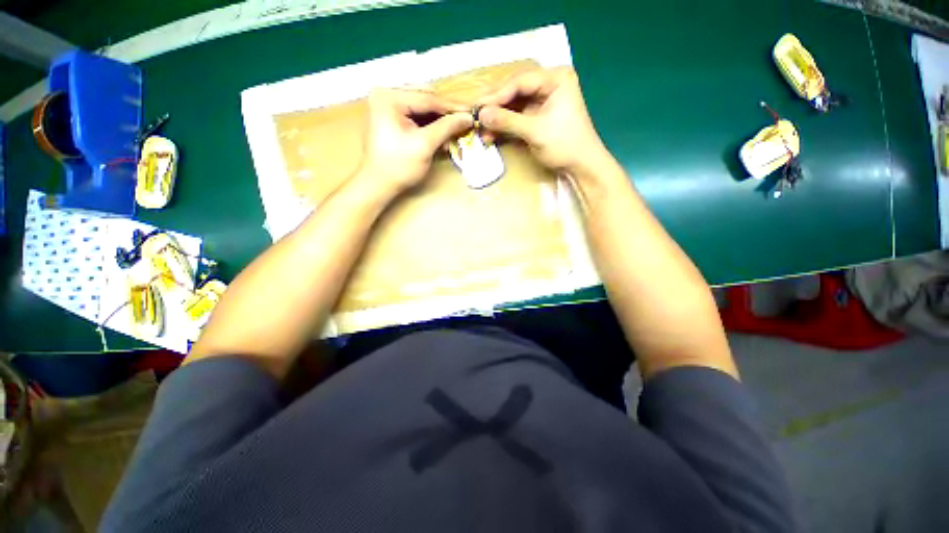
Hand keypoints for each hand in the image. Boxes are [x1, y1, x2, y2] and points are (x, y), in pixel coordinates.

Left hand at [358, 88, 472, 193]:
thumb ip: (446, 127)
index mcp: (390, 97)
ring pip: (422, 107)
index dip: (452, 107)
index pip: (428, 98)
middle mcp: (386, 95)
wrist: (378, 184)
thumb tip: (468, 117)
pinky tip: (442, 133)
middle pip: (425, 98)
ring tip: (456, 128)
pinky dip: (430, 124)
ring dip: (439, 119)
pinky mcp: (391, 117)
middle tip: (466, 119)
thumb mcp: (424, 145)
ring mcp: (387, 105)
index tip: (472, 112)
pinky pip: (416, 115)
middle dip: (446, 112)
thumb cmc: (399, 166)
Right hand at [477, 67, 609, 175]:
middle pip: (515, 91)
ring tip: (481, 128)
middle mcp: (549, 84)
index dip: (497, 95)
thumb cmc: (564, 144)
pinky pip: (517, 116)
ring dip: (498, 117)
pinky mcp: (538, 116)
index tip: (478, 107)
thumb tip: (481, 114)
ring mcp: (543, 100)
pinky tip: (491, 133)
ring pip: (514, 104)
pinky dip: (505, 125)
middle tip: (475, 115)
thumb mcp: (535, 131)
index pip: (520, 81)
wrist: (581, 165)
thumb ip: (507, 121)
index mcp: (555, 78)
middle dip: (495, 106)